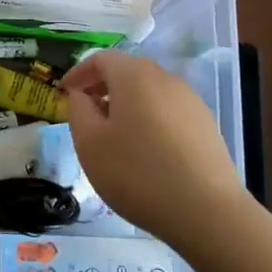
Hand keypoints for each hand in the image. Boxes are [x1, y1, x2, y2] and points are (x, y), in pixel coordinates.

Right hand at [60, 50, 242, 244]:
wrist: (208, 213)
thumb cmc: (137, 173)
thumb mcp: (89, 143)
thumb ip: (78, 110)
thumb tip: (82, 95)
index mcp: (134, 75)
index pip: (100, 59)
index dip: (78, 73)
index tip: (64, 94)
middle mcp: (165, 78)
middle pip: (127, 71)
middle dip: (102, 87)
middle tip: (86, 113)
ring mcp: (190, 101)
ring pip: (149, 92)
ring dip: (127, 104)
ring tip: (114, 135)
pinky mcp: (206, 125)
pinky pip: (168, 111)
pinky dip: (149, 119)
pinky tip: (146, 151)